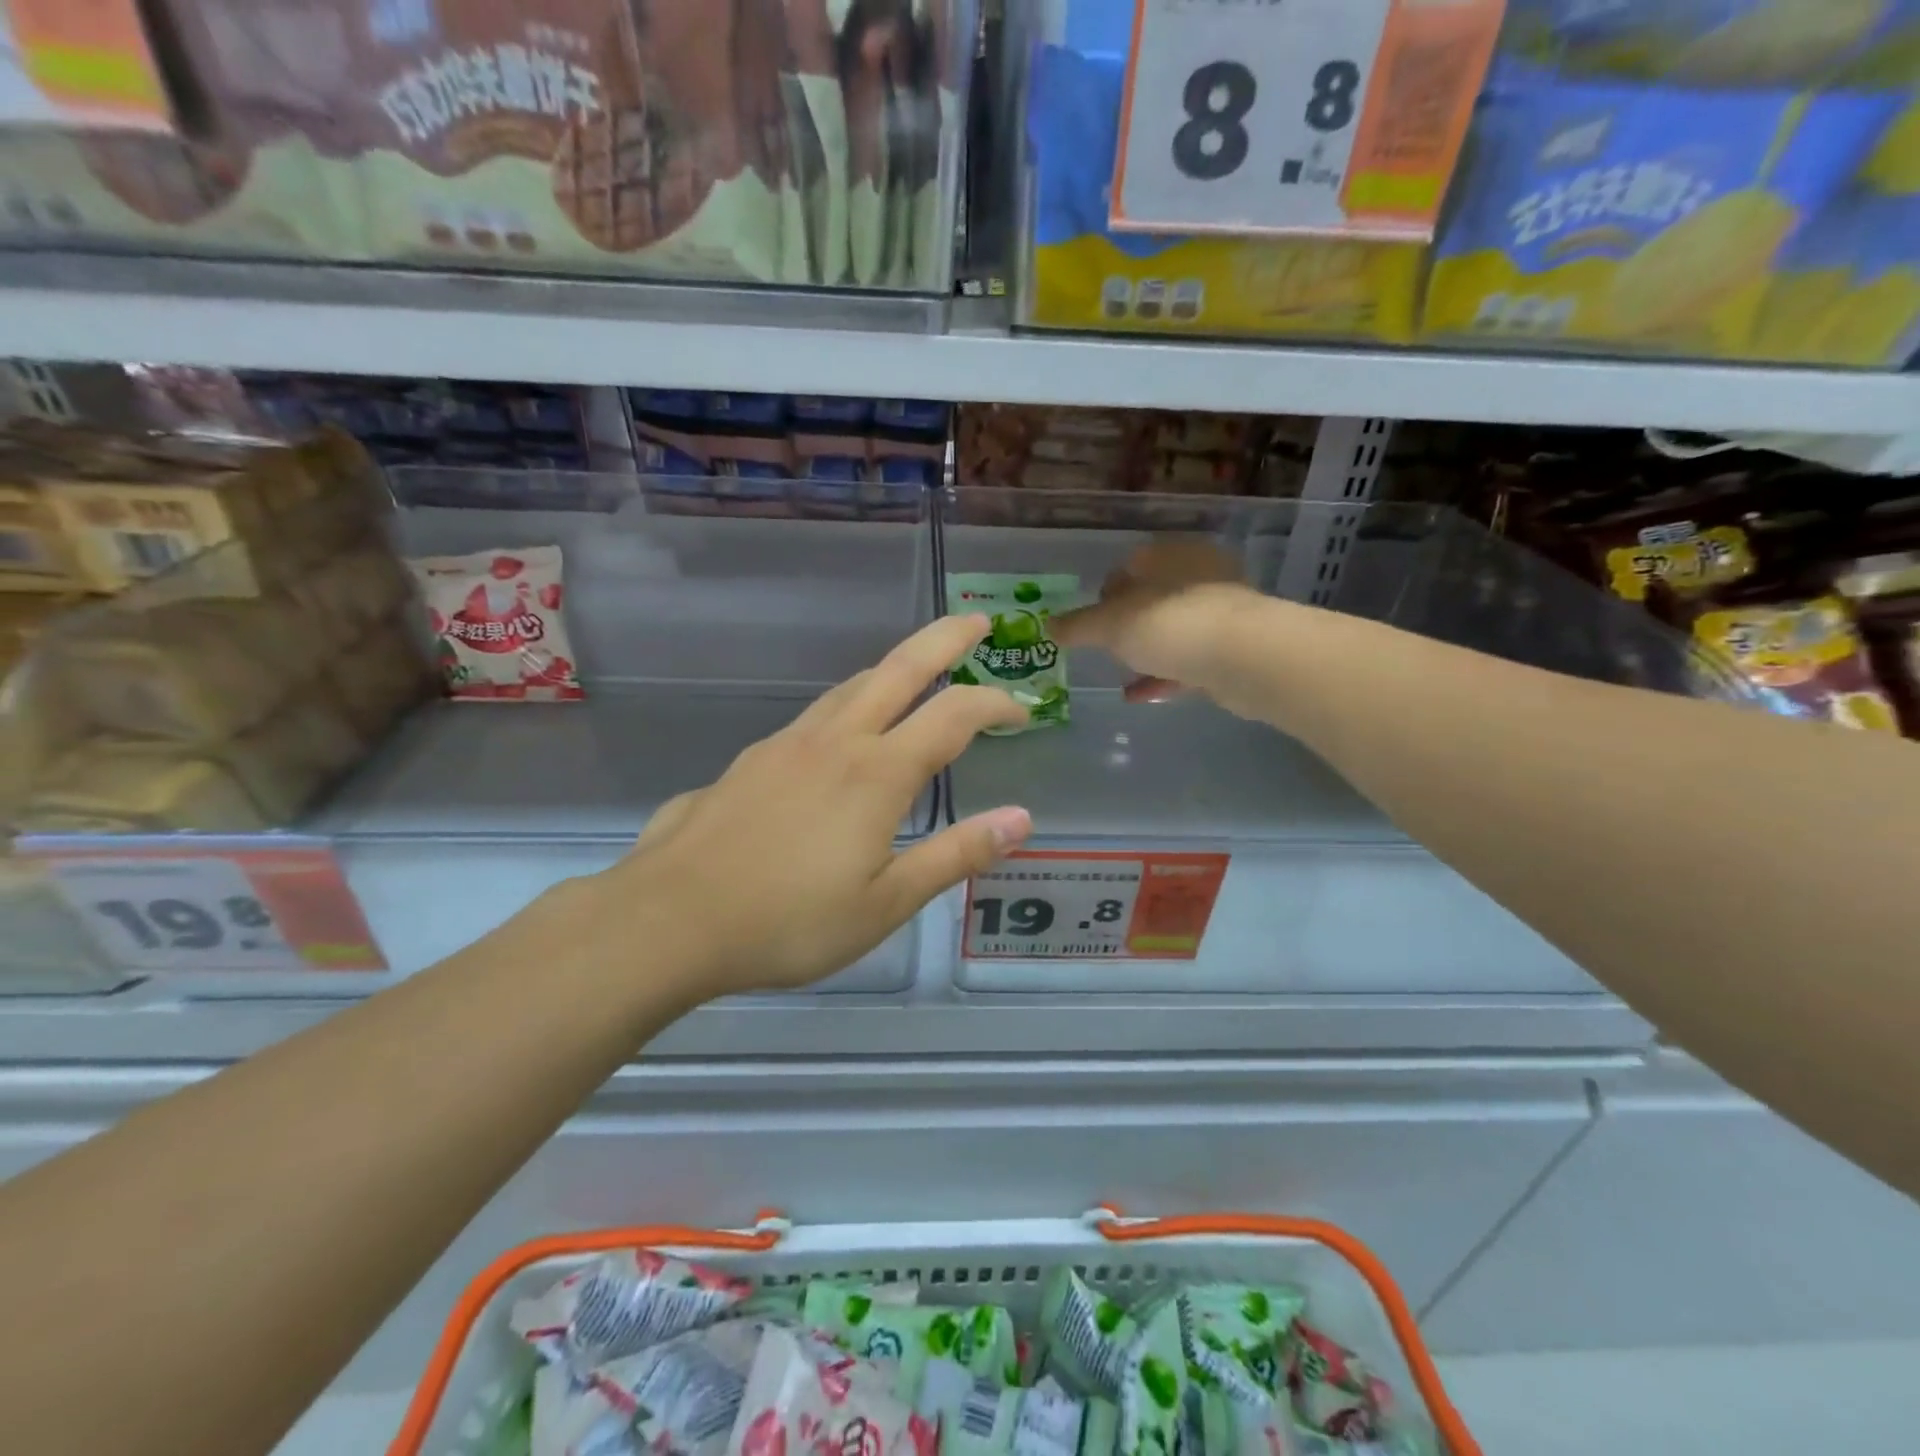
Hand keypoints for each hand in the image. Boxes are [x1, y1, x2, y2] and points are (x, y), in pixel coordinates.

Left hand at [588, 616, 1030, 996]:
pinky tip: (844, 732)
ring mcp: (788, 743)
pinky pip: (818, 713)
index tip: (1021, 711)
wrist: (669, 919)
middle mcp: (836, 741)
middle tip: (978, 620)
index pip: (953, 716)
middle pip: (900, 668)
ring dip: (895, 670)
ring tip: (920, 674)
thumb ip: (955, 855)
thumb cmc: (788, 922)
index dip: (995, 704)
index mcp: (877, 773)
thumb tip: (1021, 818)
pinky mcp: (752, 758)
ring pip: (853, 685)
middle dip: (946, 639)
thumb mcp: (885, 903)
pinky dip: (851, 702)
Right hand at [1052, 543, 1265, 706]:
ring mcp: (1220, 613)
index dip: (1105, 593)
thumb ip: (1078, 626)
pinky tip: (1138, 695)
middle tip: (1105, 647)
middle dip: (1127, 624)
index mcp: (1169, 556)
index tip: (1089, 621)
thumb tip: (1049, 626)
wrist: (1244, 658)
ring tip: (1119, 673)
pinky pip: (1188, 660)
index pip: (1129, 566)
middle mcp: (1198, 576)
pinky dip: (1163, 675)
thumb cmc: (1169, 625)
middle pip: (1153, 598)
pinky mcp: (1233, 649)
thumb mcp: (1110, 625)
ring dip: (1146, 652)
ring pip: (1173, 630)